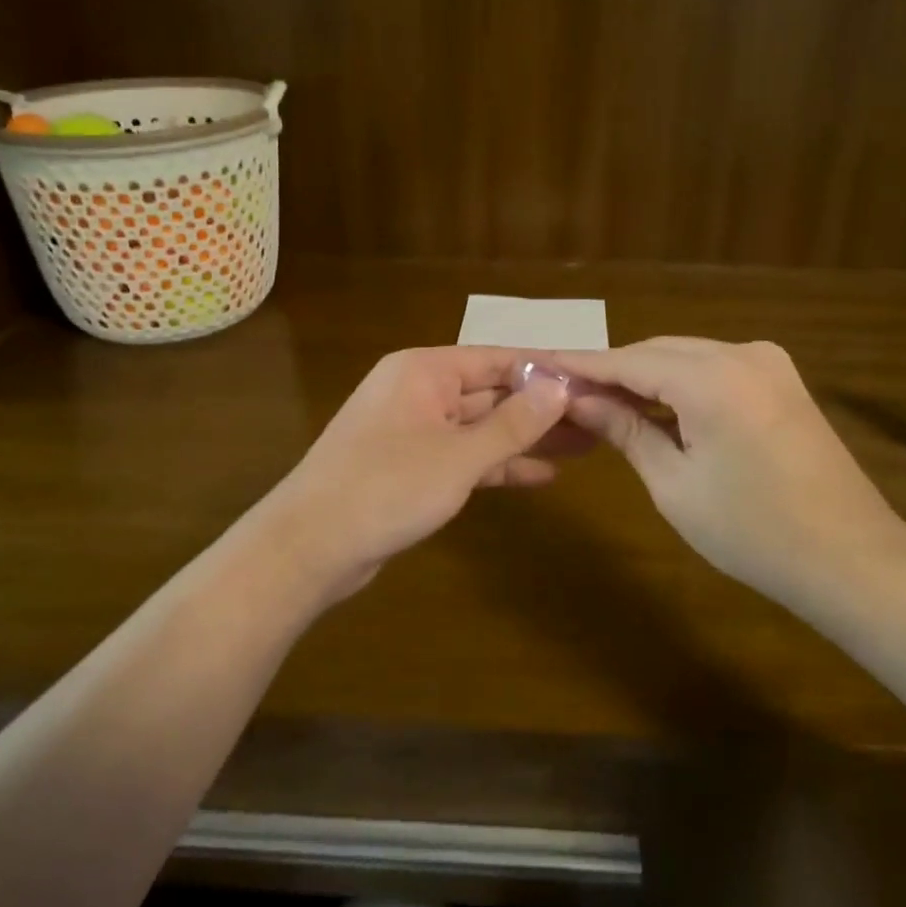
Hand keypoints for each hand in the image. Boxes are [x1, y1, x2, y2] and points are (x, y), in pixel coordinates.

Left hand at [262, 347, 570, 599]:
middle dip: (541, 408)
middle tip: (597, 417)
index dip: (544, 370)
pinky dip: (498, 465)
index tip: (590, 380)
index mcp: (424, 372)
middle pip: (491, 393)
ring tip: (584, 445)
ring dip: (526, 438)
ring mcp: (414, 431)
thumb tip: (560, 386)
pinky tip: (542, 475)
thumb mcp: (458, 456)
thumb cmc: (385, 488)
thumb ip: (513, 423)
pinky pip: (464, 457)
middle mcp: (419, 392)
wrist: (308, 547)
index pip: (496, 359)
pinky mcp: (412, 468)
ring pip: (481, 428)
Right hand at [546, 338, 905, 605]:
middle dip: (611, 370)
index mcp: (711, 378)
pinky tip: (654, 404)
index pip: (627, 360)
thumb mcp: (674, 484)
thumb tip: (578, 400)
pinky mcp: (781, 379)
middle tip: (565, 392)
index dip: (581, 365)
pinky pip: (714, 368)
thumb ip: (624, 429)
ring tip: (600, 401)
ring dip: (644, 375)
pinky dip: (679, 382)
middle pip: (657, 351)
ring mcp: (768, 362)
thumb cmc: (752, 531)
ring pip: (686, 356)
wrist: (851, 557)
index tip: (539, 364)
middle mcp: (741, 353)